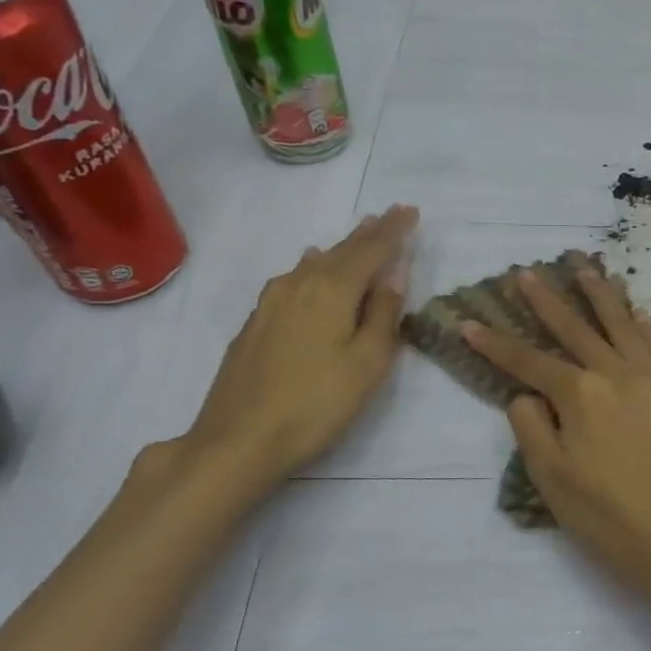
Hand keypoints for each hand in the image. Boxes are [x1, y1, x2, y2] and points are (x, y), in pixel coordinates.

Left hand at [180, 206, 417, 492]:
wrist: (239, 439)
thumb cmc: (317, 403)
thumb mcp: (368, 362)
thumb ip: (383, 313)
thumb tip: (395, 272)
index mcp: (332, 291)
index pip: (372, 250)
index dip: (394, 231)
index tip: (412, 211)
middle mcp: (300, 284)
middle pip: (341, 251)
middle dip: (369, 232)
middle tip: (390, 215)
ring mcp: (271, 302)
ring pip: (315, 263)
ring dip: (341, 248)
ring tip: (359, 234)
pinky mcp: (256, 322)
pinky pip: (294, 278)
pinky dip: (314, 266)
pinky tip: (310, 265)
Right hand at [462, 262, 650, 624]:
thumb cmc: (611, 517)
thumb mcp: (553, 480)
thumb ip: (532, 429)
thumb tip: (526, 394)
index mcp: (579, 395)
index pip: (528, 362)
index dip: (495, 343)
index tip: (469, 322)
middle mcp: (616, 374)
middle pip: (575, 329)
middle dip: (546, 300)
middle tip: (527, 272)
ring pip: (621, 325)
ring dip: (599, 295)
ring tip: (583, 267)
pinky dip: (643, 325)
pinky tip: (636, 311)